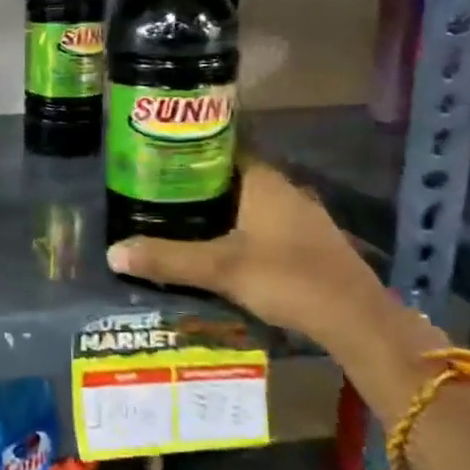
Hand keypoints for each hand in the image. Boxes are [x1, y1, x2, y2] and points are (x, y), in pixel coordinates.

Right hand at [106, 158, 393, 344]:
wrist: (357, 321)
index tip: (156, 157)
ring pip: (248, 204)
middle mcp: (284, 190)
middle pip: (231, 177)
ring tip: (177, 220)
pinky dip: (237, 231)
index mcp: (263, 181)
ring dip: (218, 210)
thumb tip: (112, 252)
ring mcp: (300, 218)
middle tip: (156, 192)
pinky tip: (217, 249)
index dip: (189, 149)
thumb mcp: (220, 269)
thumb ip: (168, 259)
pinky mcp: (308, 244)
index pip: (221, 148)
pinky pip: (262, 226)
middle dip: (196, 184)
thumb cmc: (288, 278)